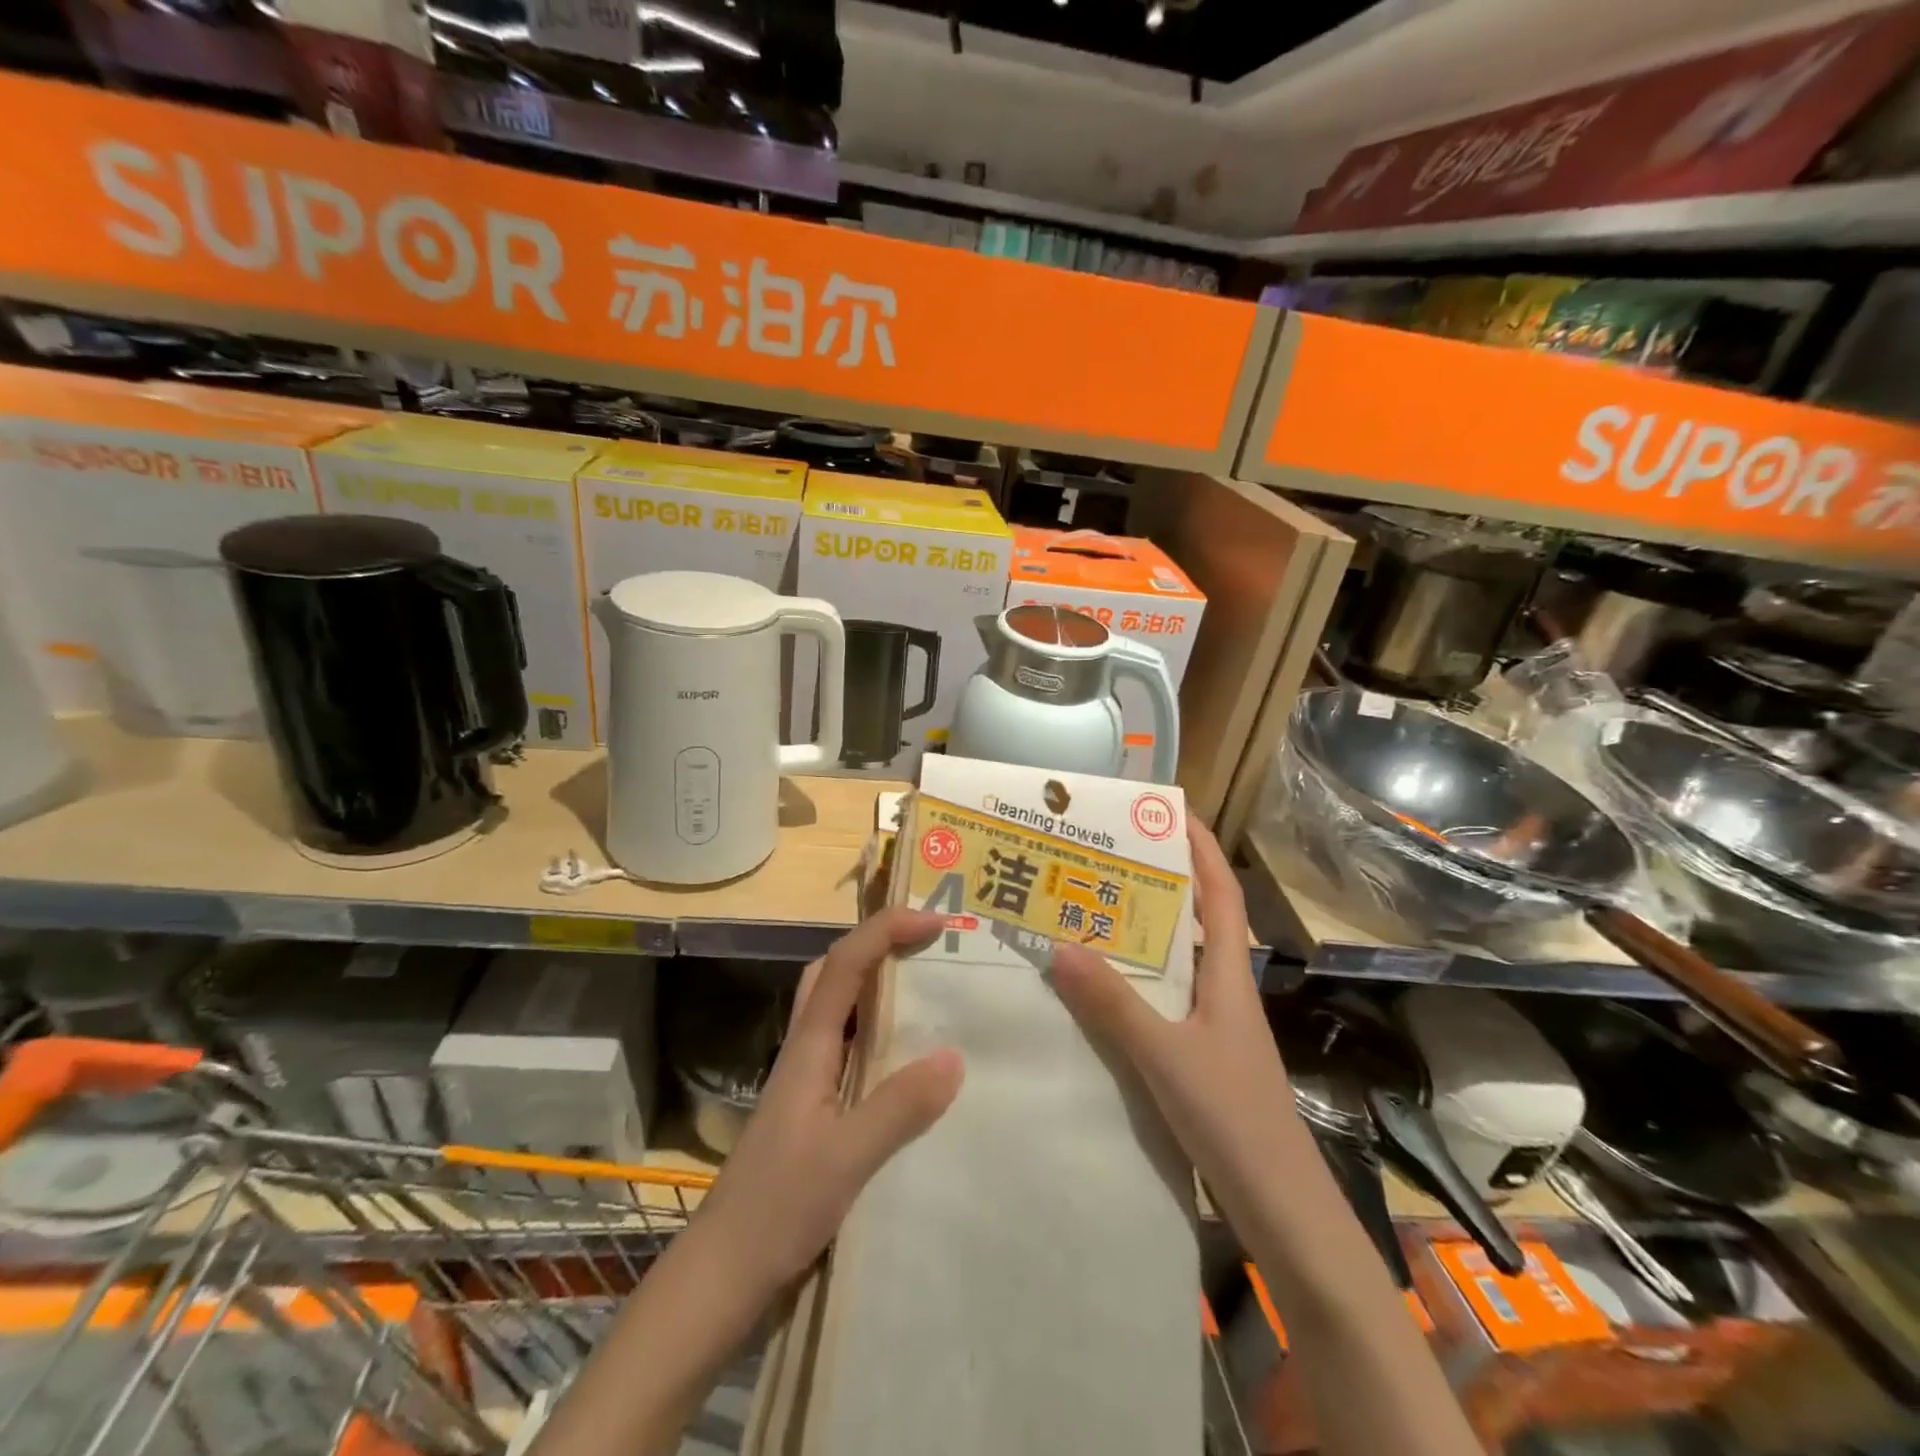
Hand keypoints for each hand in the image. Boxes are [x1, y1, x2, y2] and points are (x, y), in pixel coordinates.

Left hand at [694, 908, 964, 1300]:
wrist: (723, 1273)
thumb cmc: (776, 1208)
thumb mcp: (845, 1158)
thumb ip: (898, 1106)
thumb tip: (954, 1055)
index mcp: (810, 1047)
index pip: (845, 964)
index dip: (885, 930)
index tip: (935, 921)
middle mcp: (806, 1050)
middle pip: (833, 972)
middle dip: (876, 942)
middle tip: (926, 942)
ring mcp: (807, 1079)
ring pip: (839, 1006)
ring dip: (876, 981)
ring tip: (926, 986)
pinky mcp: (814, 1108)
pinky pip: (849, 1045)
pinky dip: (878, 1029)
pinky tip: (907, 1056)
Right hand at [1050, 821, 1295, 1226]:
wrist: (1280, 1206)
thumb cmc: (1233, 1118)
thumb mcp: (1166, 1056)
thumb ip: (1114, 1004)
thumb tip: (1060, 945)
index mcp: (1228, 974)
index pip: (1220, 893)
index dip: (1201, 848)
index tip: (1171, 810)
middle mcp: (1224, 988)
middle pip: (1197, 918)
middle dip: (1163, 880)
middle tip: (1109, 856)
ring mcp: (1215, 1023)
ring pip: (1179, 959)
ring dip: (1147, 930)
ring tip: (1096, 908)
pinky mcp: (1202, 1054)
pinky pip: (1166, 997)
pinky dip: (1139, 979)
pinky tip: (1103, 986)